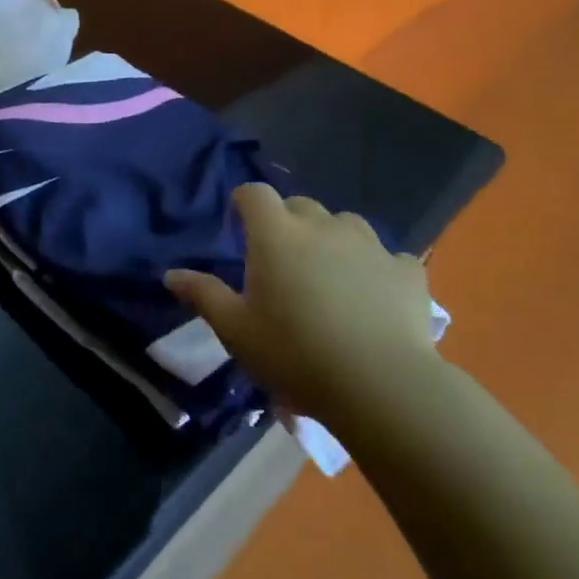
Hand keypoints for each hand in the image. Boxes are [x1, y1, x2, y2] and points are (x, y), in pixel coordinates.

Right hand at [165, 185, 439, 424]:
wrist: (380, 384)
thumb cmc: (294, 352)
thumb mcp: (236, 330)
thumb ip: (204, 295)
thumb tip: (171, 274)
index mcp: (276, 234)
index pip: (254, 193)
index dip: (244, 202)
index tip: (239, 222)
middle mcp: (322, 226)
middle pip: (300, 205)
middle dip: (287, 222)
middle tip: (281, 259)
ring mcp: (369, 245)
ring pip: (345, 224)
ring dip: (332, 239)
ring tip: (330, 274)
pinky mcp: (406, 271)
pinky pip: (387, 257)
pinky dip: (377, 269)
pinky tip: (375, 295)